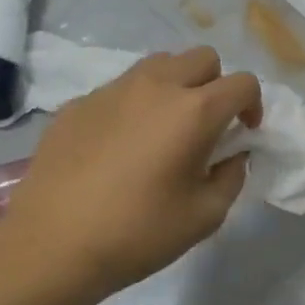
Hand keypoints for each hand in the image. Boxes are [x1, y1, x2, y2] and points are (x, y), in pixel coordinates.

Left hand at [0, 48, 262, 300]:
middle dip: (216, 85)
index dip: (253, 105)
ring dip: (176, 85)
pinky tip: (122, 146)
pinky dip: (135, 105)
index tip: (244, 134)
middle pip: (203, 58)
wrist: (51, 246)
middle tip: (208, 124)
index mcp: (195, 111)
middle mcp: (157, 87)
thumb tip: (232, 155)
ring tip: (166, 126)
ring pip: (160, 64)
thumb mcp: (206, 215)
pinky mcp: (78, 104)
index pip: (243, 83)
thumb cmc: (139, 233)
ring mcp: (113, 91)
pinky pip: (121, 88)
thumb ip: (232, 176)